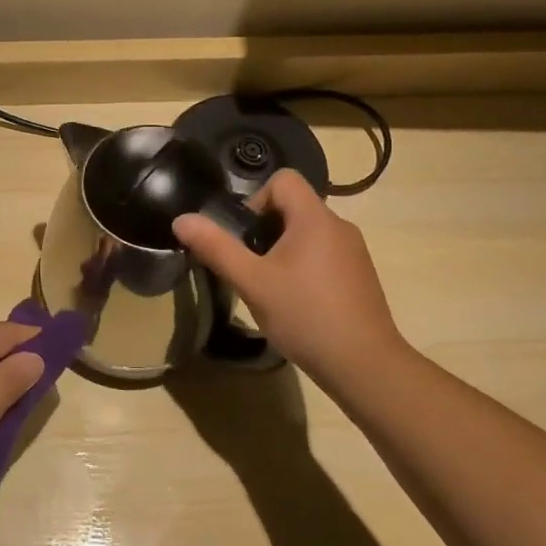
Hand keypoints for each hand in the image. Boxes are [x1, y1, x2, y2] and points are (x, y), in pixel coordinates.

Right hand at [172, 170, 412, 387]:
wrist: (365, 365)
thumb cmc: (305, 315)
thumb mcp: (251, 282)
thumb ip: (216, 247)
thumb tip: (181, 219)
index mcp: (315, 218)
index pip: (283, 179)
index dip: (256, 200)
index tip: (245, 238)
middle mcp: (339, 226)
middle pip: (294, 207)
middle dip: (265, 230)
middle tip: (251, 268)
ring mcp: (355, 252)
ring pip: (308, 233)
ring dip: (284, 251)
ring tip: (271, 288)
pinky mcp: (361, 276)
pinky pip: (325, 255)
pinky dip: (305, 267)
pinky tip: (297, 303)